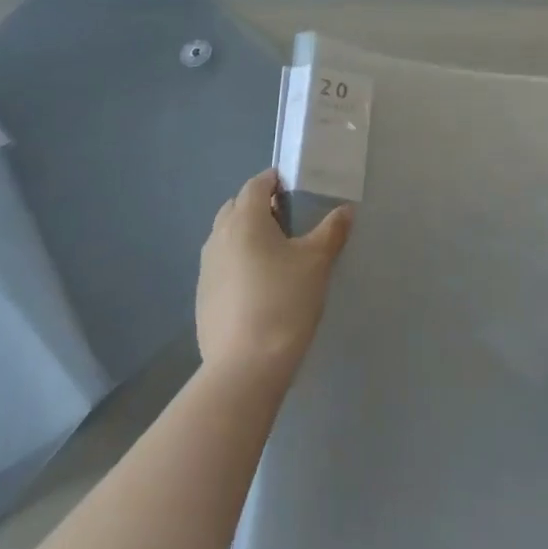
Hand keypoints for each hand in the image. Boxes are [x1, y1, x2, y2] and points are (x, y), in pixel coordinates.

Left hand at [197, 168, 353, 383]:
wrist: (245, 367)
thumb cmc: (284, 302)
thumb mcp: (317, 262)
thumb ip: (332, 231)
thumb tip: (345, 210)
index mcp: (245, 219)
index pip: (256, 184)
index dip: (274, 181)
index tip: (294, 190)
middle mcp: (219, 236)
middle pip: (236, 207)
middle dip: (257, 205)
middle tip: (286, 221)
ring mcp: (206, 268)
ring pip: (225, 236)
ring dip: (245, 234)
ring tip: (274, 254)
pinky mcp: (202, 296)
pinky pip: (220, 264)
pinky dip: (236, 262)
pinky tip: (258, 286)